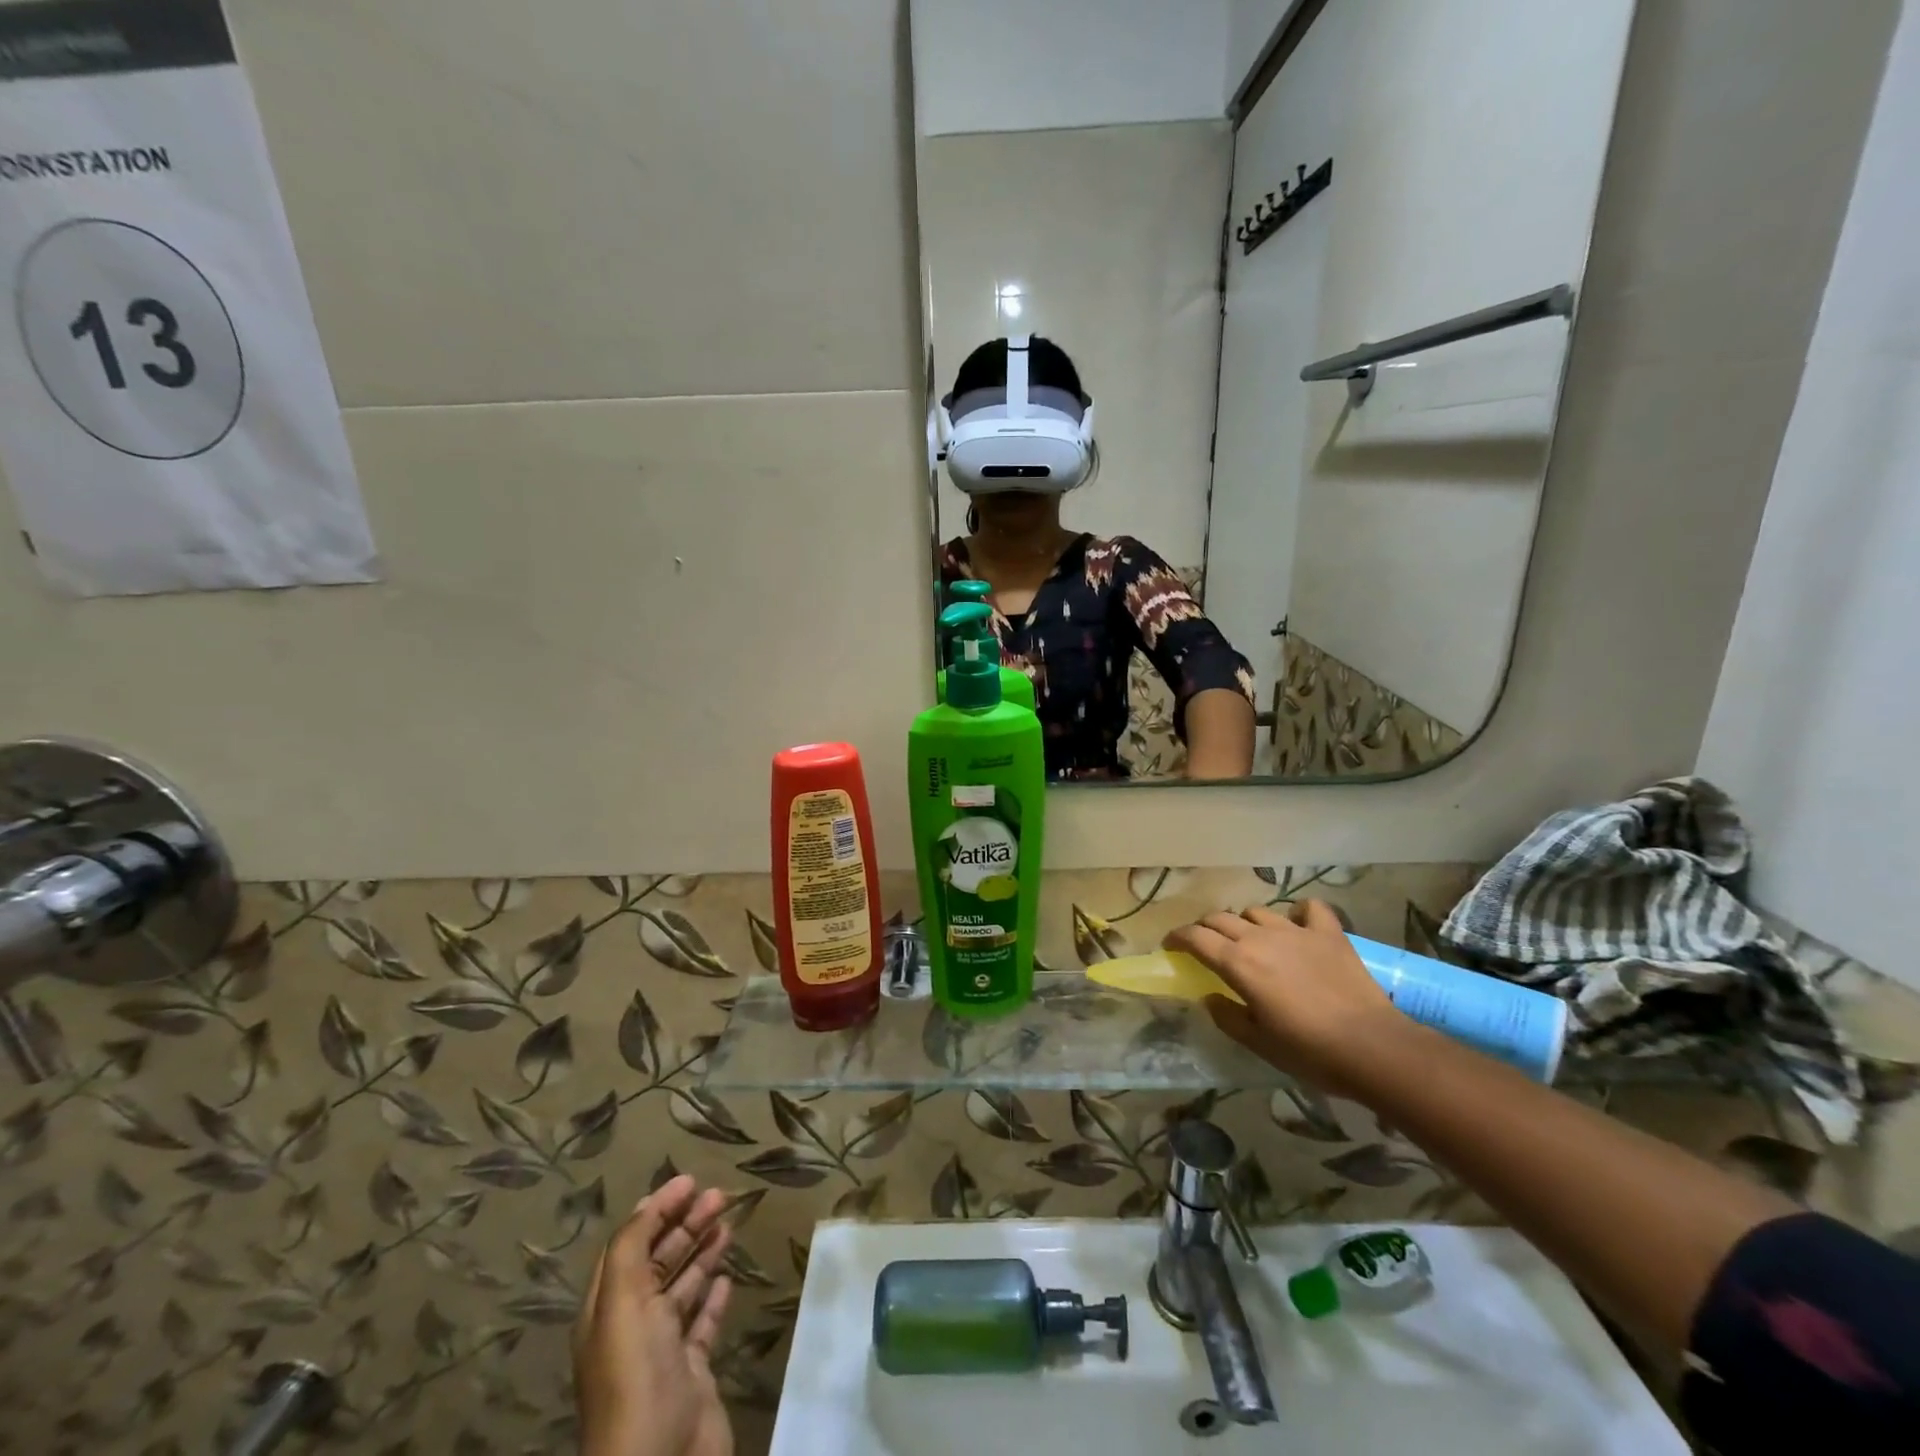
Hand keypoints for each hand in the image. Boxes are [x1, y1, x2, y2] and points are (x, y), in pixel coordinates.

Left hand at [574, 1175, 734, 1455]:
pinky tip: (728, 1276)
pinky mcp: (693, 1371)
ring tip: (728, 1221)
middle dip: (685, 1224)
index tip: (689, 1180)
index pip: (630, 1244)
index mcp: (607, 1310)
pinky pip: (703, 1322)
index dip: (656, 1210)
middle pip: (659, 1261)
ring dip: (702, 1251)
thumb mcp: (622, 1303)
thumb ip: (632, 1248)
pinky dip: (714, 1295)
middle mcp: (632, 1326)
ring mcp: (664, 1350)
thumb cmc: (636, 1375)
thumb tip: (648, 1203)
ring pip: (683, 1286)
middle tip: (718, 1195)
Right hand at [1165, 900, 1407, 1094]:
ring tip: (1250, 938)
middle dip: (1206, 928)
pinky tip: (1298, 926)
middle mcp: (1261, 938)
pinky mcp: (1329, 933)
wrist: (1373, 1048)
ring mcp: (1296, 931)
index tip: (1171, 945)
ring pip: (1258, 911)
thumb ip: (1227, 1016)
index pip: (1196, 938)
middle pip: (1221, 918)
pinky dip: (1298, 913)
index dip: (1178, 938)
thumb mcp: (1258, 1042)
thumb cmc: (1309, 1051)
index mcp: (1238, 963)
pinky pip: (1309, 908)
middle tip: (1205, 944)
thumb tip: (1209, 997)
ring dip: (1246, 922)